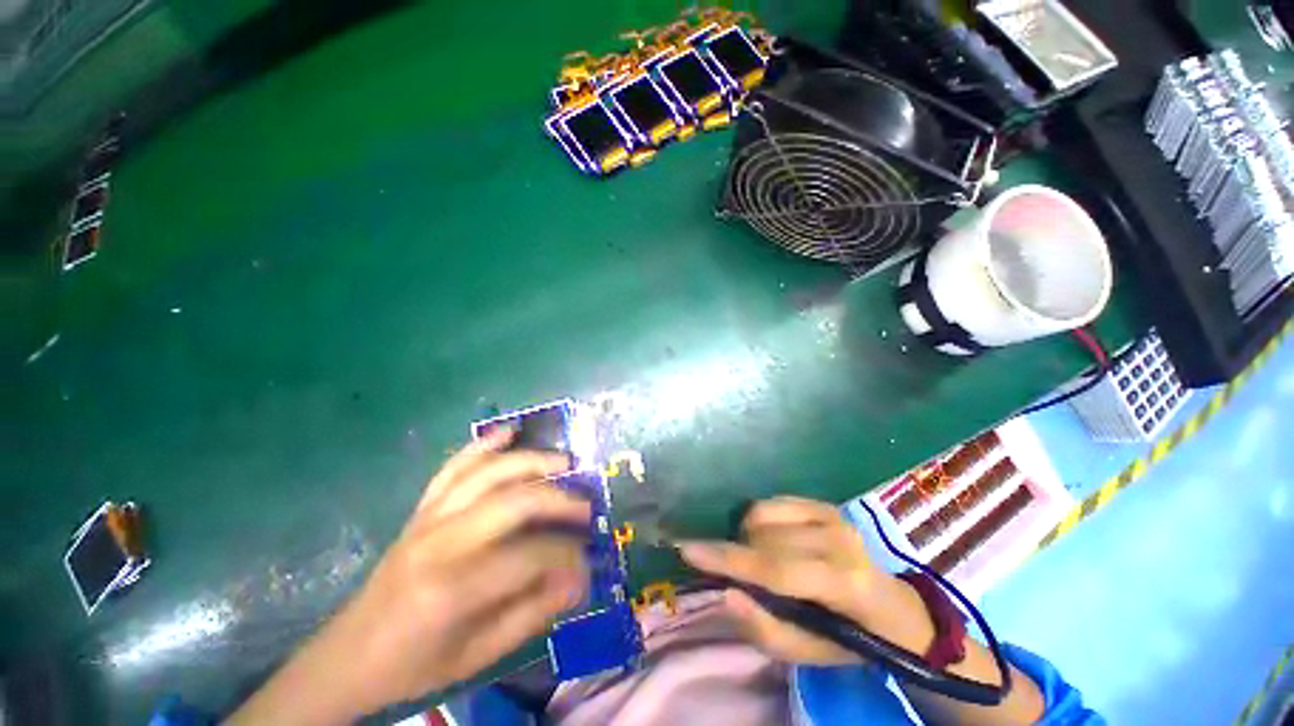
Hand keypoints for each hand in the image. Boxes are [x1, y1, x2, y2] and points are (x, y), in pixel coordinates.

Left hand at [229, 429, 590, 724]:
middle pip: (512, 502)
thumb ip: (533, 612)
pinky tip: (507, 432)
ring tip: (564, 463)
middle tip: (586, 506)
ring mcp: (427, 519)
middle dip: (558, 500)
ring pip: (487, 474)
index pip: (528, 556)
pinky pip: (453, 468)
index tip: (588, 561)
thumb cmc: (415, 664)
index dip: (566, 555)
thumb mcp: (479, 654)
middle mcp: (440, 542)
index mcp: (452, 589)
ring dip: (530, 462)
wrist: (348, 656)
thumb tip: (579, 578)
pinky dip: (482, 445)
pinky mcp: (420, 510)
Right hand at [679, 496, 887, 665]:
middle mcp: (839, 539)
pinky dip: (759, 520)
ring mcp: (832, 514)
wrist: (891, 606)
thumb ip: (765, 630)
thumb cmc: (847, 638)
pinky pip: (770, 502)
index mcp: (844, 584)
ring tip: (760, 559)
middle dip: (739, 553)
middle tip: (742, 575)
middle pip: (763, 537)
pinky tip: (771, 540)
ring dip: (748, 537)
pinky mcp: (824, 503)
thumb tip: (726, 593)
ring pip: (762, 515)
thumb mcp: (808, 654)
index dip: (728, 560)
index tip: (687, 550)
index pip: (776, 569)